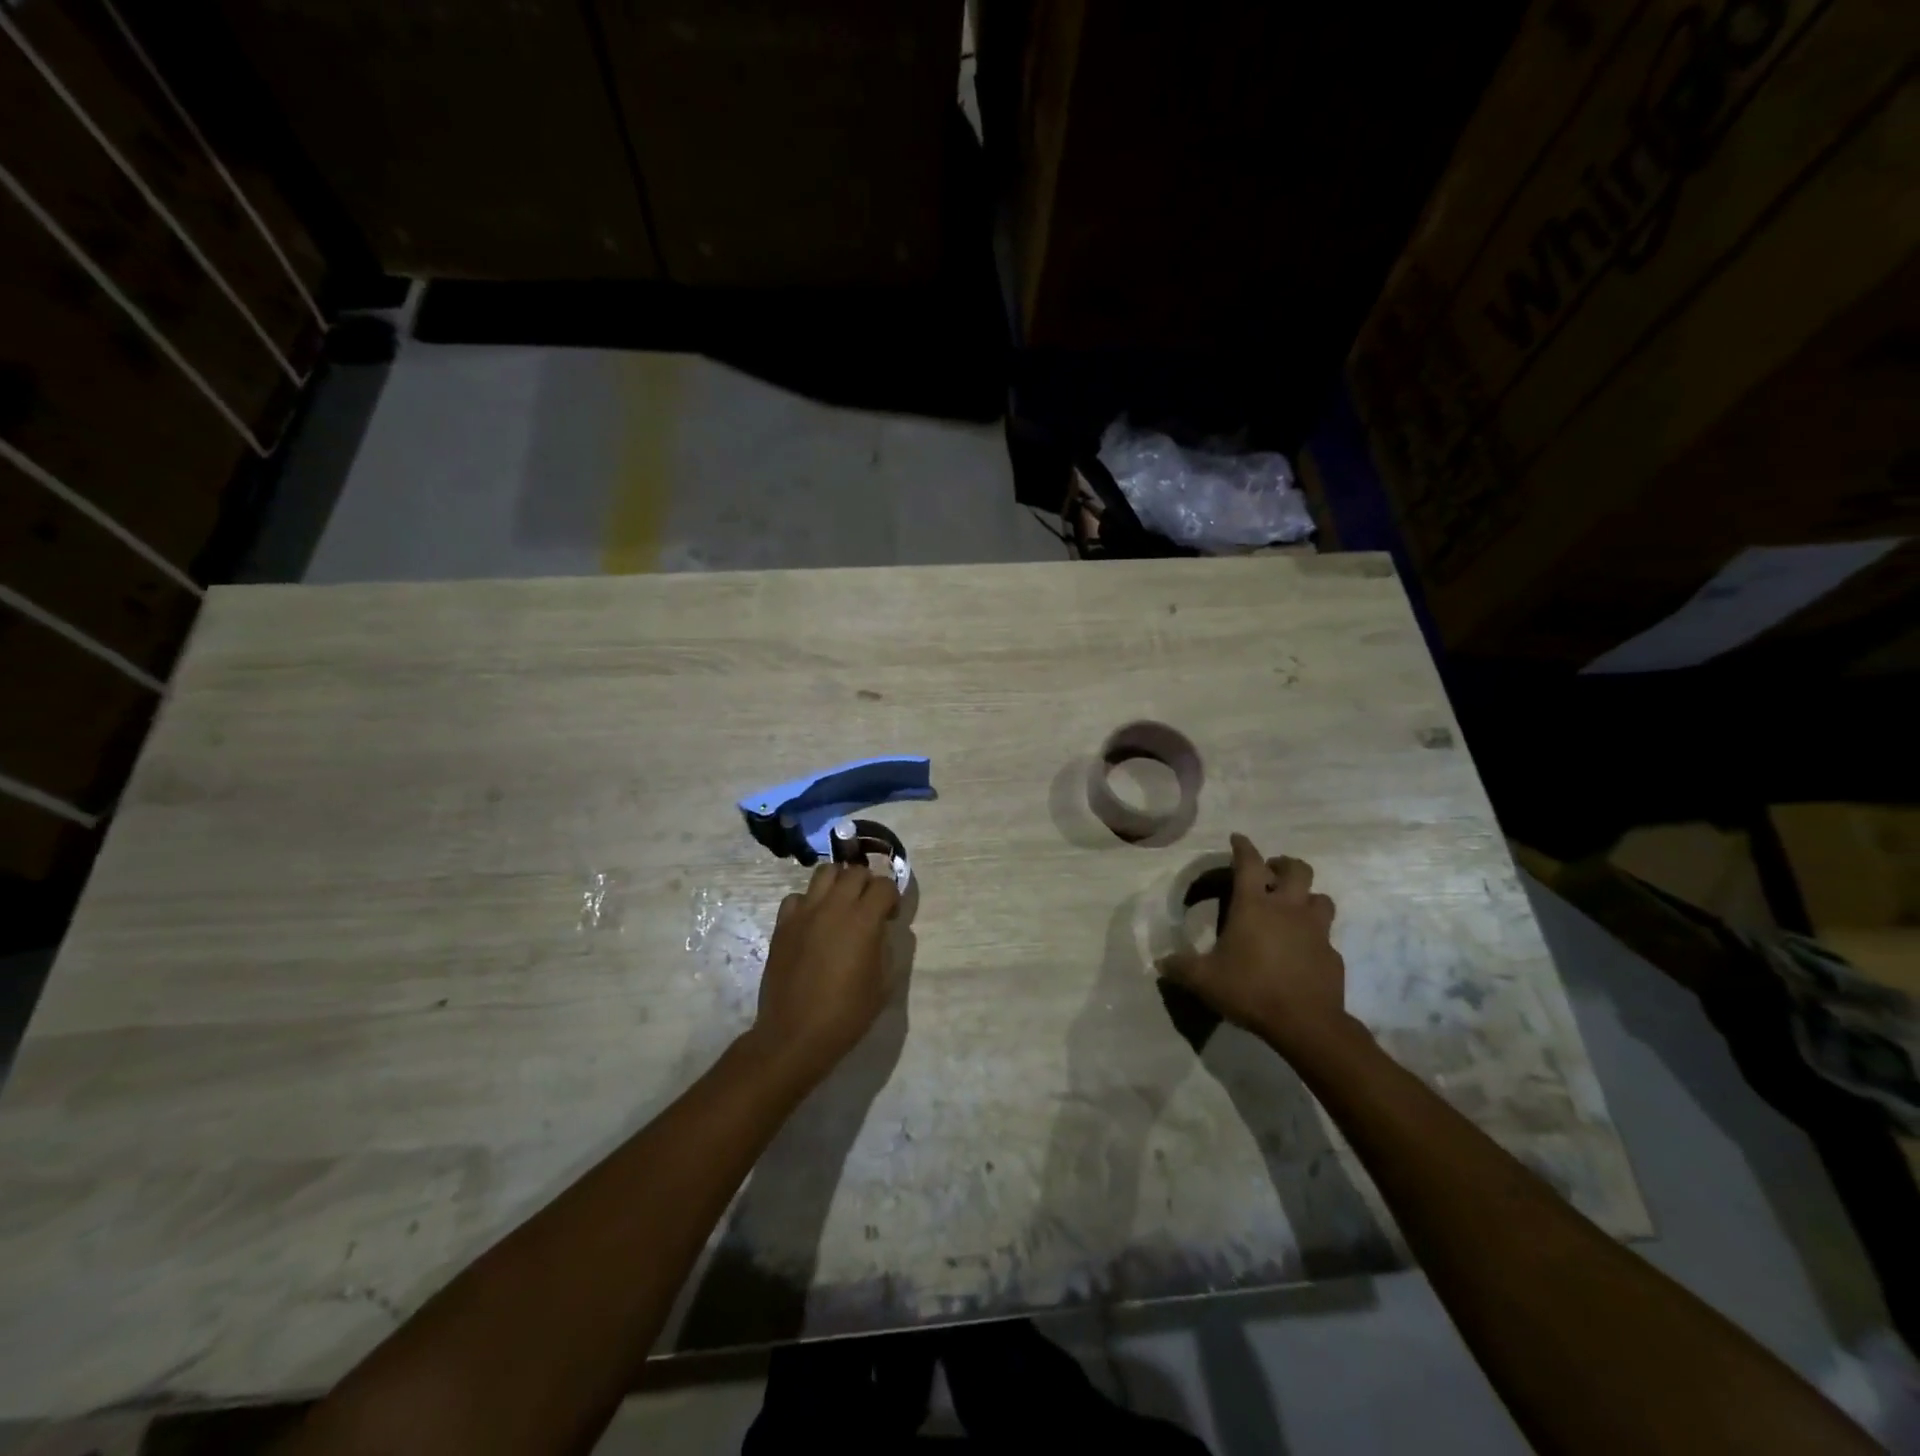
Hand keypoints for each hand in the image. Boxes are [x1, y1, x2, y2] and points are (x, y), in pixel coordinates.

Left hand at [748, 861, 899, 1086]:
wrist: (795, 1035)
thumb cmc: (846, 1014)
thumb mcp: (883, 984)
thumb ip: (887, 948)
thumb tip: (882, 930)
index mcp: (863, 921)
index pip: (885, 885)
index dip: (892, 898)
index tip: (890, 917)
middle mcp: (834, 907)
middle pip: (855, 871)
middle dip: (868, 884)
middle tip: (868, 907)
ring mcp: (805, 912)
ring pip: (825, 872)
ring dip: (839, 882)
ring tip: (841, 904)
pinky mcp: (783, 924)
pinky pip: (797, 897)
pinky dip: (809, 902)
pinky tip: (813, 922)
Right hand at [1158, 833, 1353, 1055]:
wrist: (1306, 1024)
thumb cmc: (1250, 990)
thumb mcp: (1204, 980)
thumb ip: (1180, 967)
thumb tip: (1160, 963)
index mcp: (1254, 906)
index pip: (1250, 863)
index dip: (1243, 847)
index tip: (1238, 838)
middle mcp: (1288, 909)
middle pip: (1297, 869)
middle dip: (1284, 865)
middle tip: (1273, 873)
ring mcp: (1316, 931)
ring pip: (1320, 898)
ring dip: (1307, 897)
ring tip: (1295, 907)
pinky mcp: (1332, 955)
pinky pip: (1326, 937)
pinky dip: (1315, 937)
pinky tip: (1303, 951)